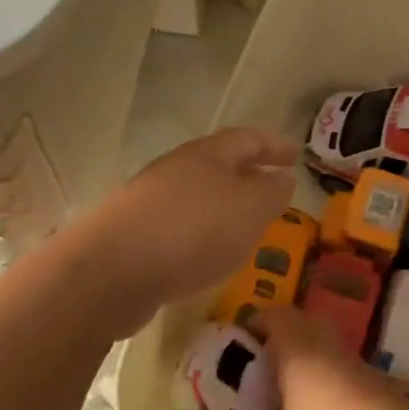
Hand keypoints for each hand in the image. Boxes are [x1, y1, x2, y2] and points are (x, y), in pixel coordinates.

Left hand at [76, 128, 296, 333]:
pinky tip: (208, 257)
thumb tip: (282, 178)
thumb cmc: (192, 230)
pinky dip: (202, 235)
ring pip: (198, 197)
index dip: (274, 146)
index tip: (296, 156)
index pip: (247, 139)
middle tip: (272, 194)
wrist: (112, 270)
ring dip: (223, 209)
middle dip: (246, 177)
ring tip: (245, 229)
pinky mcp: (134, 236)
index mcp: (206, 155)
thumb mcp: (249, 208)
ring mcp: (150, 202)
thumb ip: (271, 192)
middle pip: (218, 166)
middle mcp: (175, 170)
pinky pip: (180, 227)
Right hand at [252, 306, 408, 409]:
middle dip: (282, 342)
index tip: (242, 344)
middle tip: (265, 369)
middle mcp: (325, 343)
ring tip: (291, 397)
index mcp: (296, 347)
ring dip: (308, 364)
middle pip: (302, 326)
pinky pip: (343, 371)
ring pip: (325, 348)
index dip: (255, 324)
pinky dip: (329, 384)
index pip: (273, 316)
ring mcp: (355, 360)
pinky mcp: (377, 380)